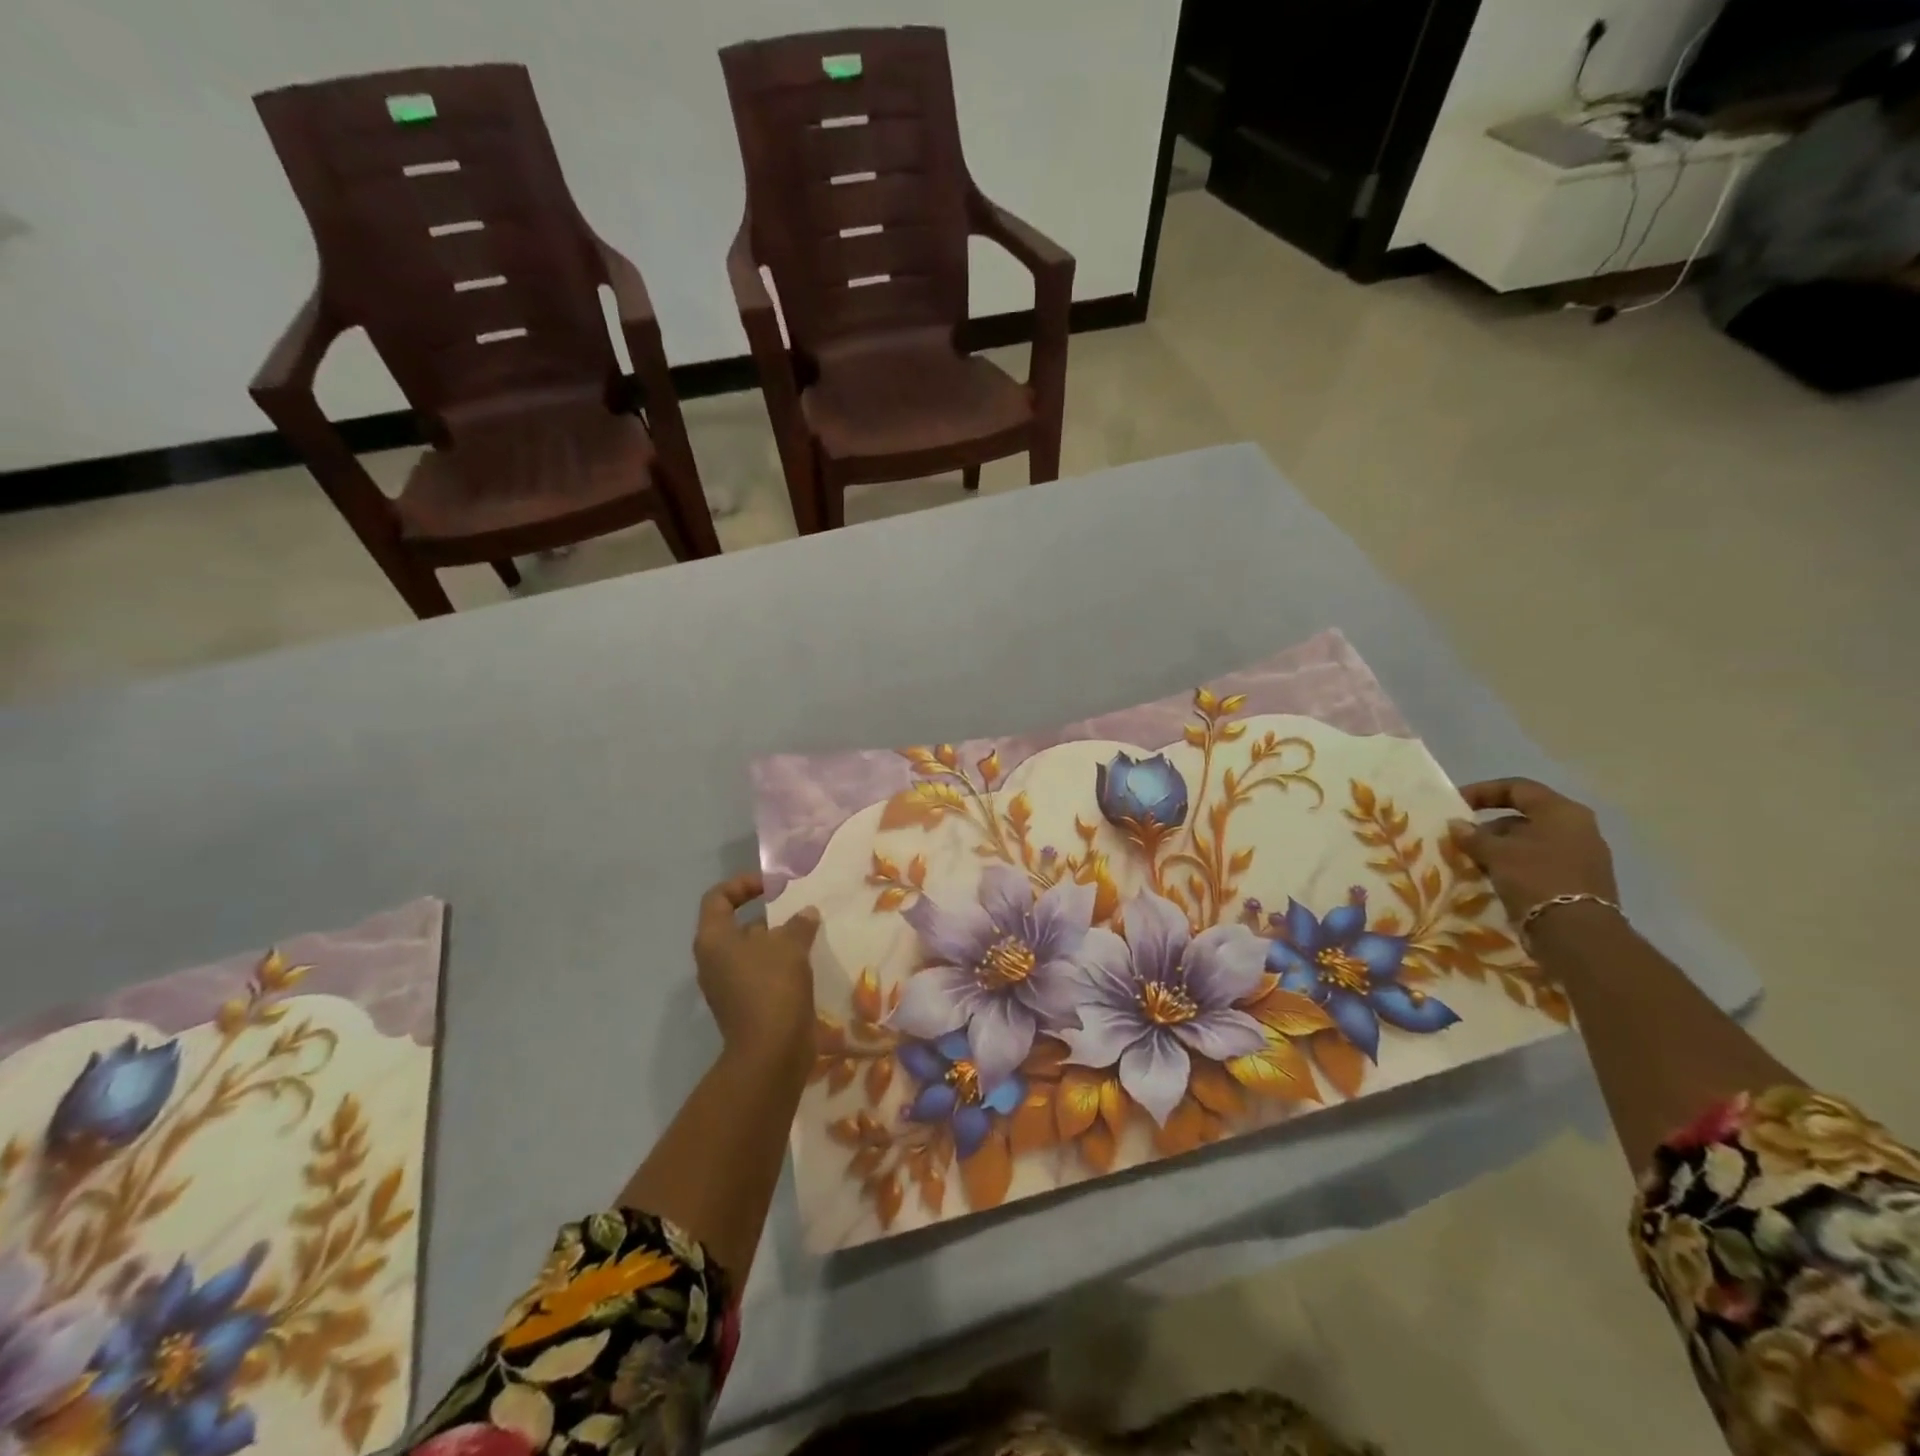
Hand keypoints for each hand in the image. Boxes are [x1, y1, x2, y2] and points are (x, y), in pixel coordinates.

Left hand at [692, 874, 821, 1070]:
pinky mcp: (745, 1005)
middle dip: (770, 914)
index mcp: (714, 939)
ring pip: (753, 951)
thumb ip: (798, 923)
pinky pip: (762, 973)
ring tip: (810, 932)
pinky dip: (782, 964)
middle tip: (799, 908)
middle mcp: (714, 960)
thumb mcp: (790, 945)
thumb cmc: (772, 987)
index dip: (744, 884)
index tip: (774, 886)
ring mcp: (728, 985)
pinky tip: (808, 961)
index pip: (719, 897)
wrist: (771, 1052)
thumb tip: (806, 913)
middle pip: (738, 924)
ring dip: (779, 940)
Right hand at [1449, 779, 1618, 922]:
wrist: (1576, 934)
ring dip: (1500, 847)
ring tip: (1472, 860)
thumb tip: (1456, 825)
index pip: (1517, 788)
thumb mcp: (1496, 853)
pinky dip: (1515, 864)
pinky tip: (1493, 877)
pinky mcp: (1579, 881)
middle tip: (1462, 838)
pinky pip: (1540, 862)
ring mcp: (1582, 856)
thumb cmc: (1536, 878)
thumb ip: (1473, 836)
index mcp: (1562, 812)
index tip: (1456, 804)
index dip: (1483, 792)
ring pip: (1531, 841)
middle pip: (1525, 816)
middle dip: (1489, 825)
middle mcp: (1578, 828)